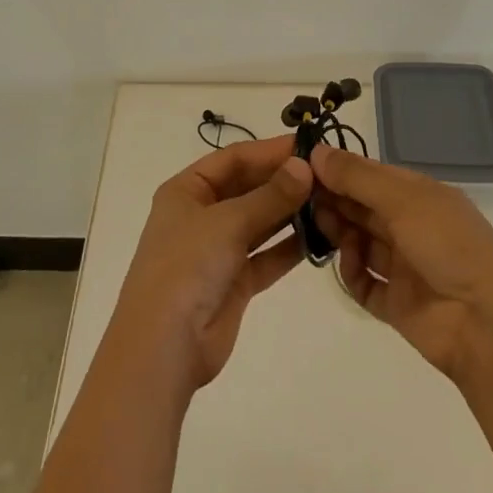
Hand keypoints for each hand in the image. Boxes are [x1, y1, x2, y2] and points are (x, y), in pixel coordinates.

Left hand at [107, 135, 313, 394]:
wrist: (163, 348)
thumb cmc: (186, 267)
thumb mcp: (228, 223)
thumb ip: (270, 196)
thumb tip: (304, 166)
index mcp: (187, 190)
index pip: (233, 158)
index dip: (269, 150)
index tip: (308, 145)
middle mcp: (201, 214)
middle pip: (247, 188)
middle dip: (283, 181)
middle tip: (326, 174)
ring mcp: (218, 249)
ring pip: (259, 222)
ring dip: (290, 212)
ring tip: (329, 201)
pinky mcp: (234, 282)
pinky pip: (266, 256)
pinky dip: (289, 247)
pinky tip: (320, 237)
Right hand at [311, 144, 492, 387]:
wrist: (487, 328)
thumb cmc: (449, 247)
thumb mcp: (403, 200)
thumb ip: (357, 177)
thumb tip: (316, 151)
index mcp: (420, 195)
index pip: (371, 175)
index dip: (339, 169)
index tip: (303, 167)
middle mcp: (411, 226)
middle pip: (362, 207)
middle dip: (334, 199)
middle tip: (301, 197)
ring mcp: (404, 266)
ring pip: (360, 241)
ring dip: (339, 233)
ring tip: (320, 228)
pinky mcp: (396, 303)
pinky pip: (364, 283)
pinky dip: (352, 273)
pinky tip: (349, 266)